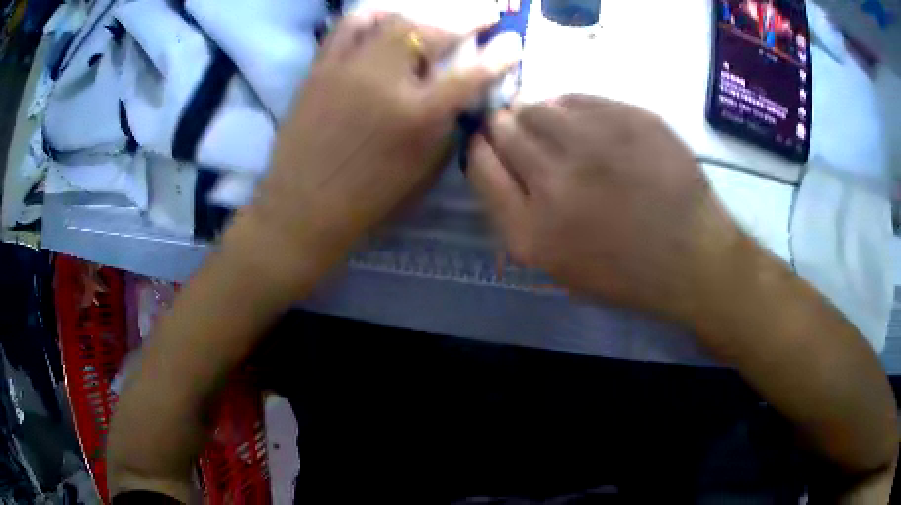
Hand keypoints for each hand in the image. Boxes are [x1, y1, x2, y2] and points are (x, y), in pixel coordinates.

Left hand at [230, 13, 519, 294]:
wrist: (302, 207)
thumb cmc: (367, 199)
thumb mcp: (422, 169)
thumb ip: (446, 124)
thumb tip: (461, 92)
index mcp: (415, 116)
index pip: (470, 74)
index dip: (498, 55)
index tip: (513, 41)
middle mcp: (382, 81)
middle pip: (428, 31)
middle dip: (464, 17)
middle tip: (483, 14)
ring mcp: (346, 69)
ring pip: (390, 20)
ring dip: (419, 13)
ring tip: (431, 16)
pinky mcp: (319, 69)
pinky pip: (346, 26)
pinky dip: (371, 15)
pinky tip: (384, 19)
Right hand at [468, 94, 742, 323]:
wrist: (691, 256)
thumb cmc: (624, 270)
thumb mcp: (557, 265)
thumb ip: (516, 214)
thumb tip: (498, 159)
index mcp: (530, 229)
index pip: (479, 164)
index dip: (480, 148)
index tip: (489, 144)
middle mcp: (552, 180)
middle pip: (502, 129)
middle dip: (504, 127)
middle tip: (522, 132)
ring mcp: (593, 142)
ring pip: (536, 105)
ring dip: (537, 115)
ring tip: (558, 131)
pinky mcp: (625, 118)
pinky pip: (576, 98)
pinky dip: (571, 108)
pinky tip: (587, 126)